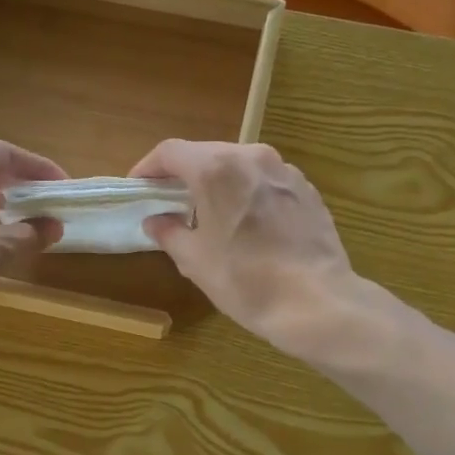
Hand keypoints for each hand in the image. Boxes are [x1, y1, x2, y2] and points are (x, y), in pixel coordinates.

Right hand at [129, 140, 357, 355]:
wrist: (316, 302)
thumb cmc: (246, 280)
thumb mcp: (195, 261)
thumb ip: (169, 233)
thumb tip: (155, 221)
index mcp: (216, 169)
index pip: (170, 152)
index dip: (148, 168)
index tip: (138, 188)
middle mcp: (251, 156)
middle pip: (205, 153)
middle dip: (183, 174)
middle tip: (169, 201)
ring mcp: (284, 170)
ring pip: (238, 164)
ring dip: (217, 181)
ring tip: (208, 213)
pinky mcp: (306, 188)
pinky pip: (264, 180)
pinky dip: (246, 192)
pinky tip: (246, 223)